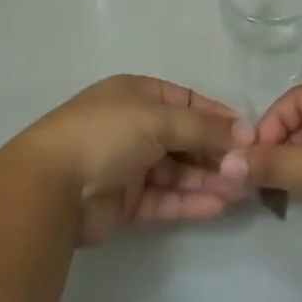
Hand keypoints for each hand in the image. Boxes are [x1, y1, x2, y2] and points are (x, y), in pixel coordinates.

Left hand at [15, 75, 254, 245]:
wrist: (52, 186)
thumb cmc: (106, 134)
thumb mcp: (158, 119)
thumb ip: (203, 128)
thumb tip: (245, 132)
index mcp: (138, 95)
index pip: (188, 101)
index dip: (217, 116)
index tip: (248, 134)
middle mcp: (135, 126)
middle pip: (186, 138)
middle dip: (216, 152)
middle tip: (249, 169)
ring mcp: (130, 164)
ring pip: (178, 170)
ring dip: (208, 178)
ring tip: (241, 190)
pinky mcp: (127, 201)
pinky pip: (166, 198)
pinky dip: (191, 200)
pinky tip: (219, 206)